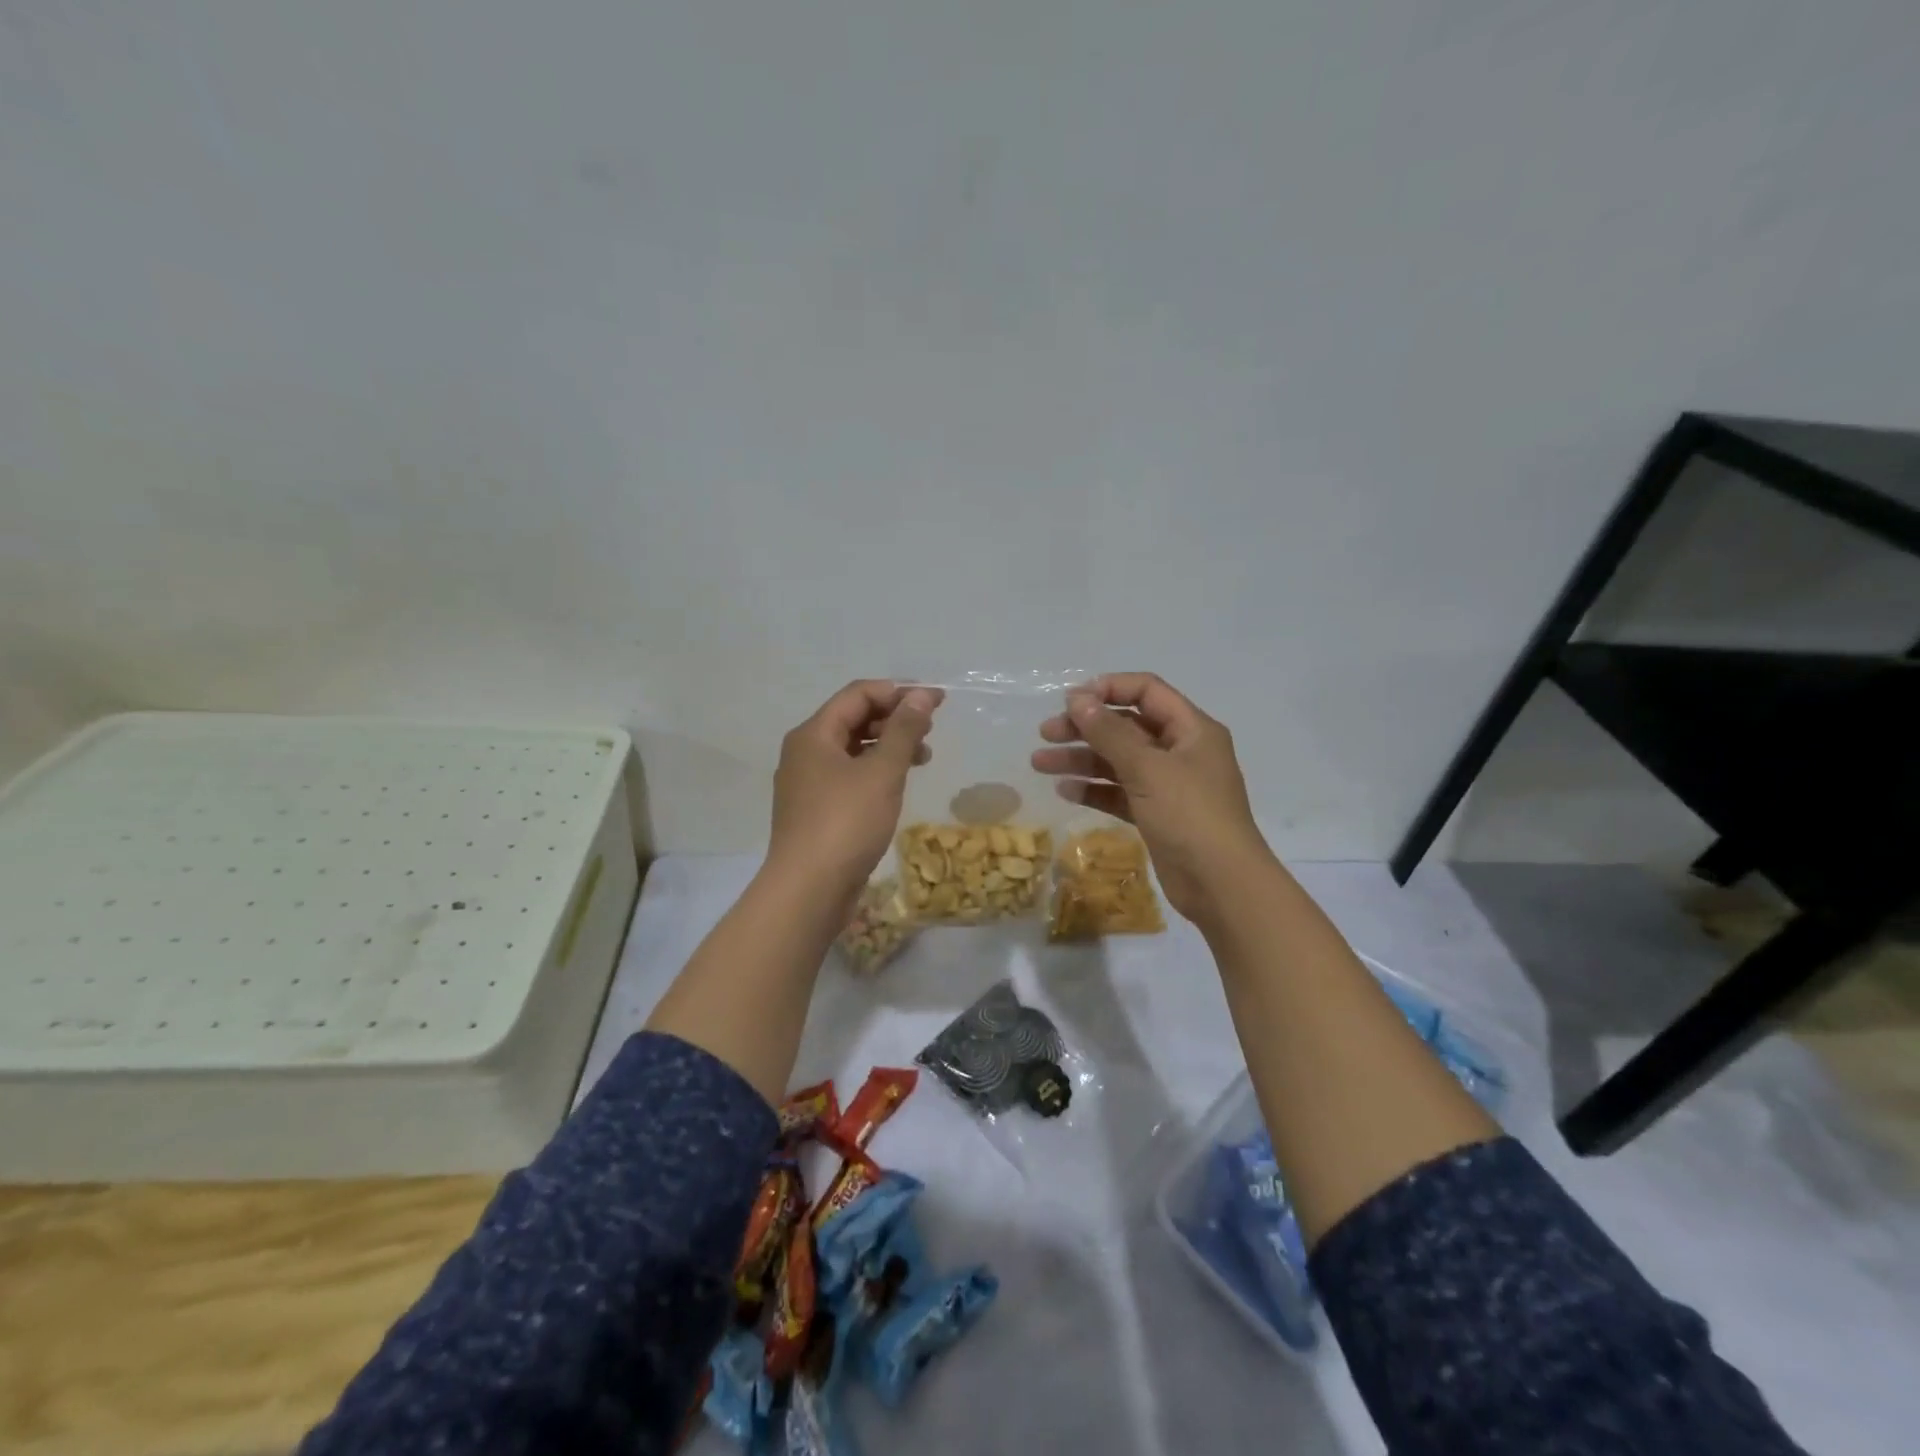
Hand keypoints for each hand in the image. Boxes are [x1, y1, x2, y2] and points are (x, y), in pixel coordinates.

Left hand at [767, 680, 938, 905]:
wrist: (808, 890)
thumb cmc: (846, 823)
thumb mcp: (882, 772)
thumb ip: (903, 731)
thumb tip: (920, 695)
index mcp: (813, 734)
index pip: (858, 694)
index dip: (899, 692)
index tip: (936, 701)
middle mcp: (805, 752)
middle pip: (853, 719)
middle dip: (895, 719)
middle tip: (931, 730)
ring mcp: (808, 783)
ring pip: (853, 750)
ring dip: (889, 746)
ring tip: (923, 757)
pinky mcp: (816, 810)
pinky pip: (849, 776)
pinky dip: (876, 772)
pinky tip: (898, 784)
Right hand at [1031, 673, 1273, 925]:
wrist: (1221, 885)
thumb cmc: (1189, 815)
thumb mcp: (1147, 768)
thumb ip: (1109, 732)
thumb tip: (1077, 698)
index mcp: (1191, 729)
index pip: (1147, 691)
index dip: (1108, 689)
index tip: (1070, 701)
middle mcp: (1181, 751)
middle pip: (1127, 726)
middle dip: (1085, 727)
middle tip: (1046, 734)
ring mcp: (1168, 785)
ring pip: (1118, 761)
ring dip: (1081, 759)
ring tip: (1040, 764)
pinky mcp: (1156, 814)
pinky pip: (1120, 792)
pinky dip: (1094, 789)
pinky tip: (1065, 791)